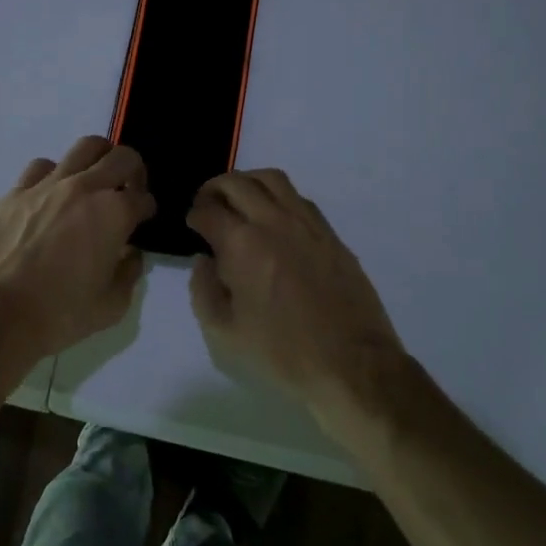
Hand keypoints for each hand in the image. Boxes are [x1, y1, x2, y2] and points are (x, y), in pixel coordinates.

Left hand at [0, 136, 155, 368]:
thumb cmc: (59, 315)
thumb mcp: (111, 306)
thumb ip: (129, 272)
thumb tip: (129, 253)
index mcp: (113, 214)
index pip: (143, 197)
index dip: (147, 208)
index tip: (143, 219)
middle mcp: (84, 187)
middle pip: (121, 157)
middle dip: (133, 170)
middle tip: (127, 190)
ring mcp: (47, 185)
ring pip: (84, 147)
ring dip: (97, 160)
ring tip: (93, 182)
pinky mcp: (16, 191)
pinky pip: (42, 167)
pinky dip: (55, 174)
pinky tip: (51, 194)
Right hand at [186, 169, 404, 411]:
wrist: (352, 366)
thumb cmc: (282, 354)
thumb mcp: (224, 334)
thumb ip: (203, 291)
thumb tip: (204, 261)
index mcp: (243, 244)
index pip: (208, 211)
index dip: (194, 215)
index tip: (192, 226)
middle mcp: (274, 221)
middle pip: (237, 182)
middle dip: (214, 189)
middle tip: (207, 206)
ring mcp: (307, 223)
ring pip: (271, 179)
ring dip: (247, 183)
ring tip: (239, 202)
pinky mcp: (330, 234)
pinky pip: (298, 198)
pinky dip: (277, 197)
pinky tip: (273, 219)